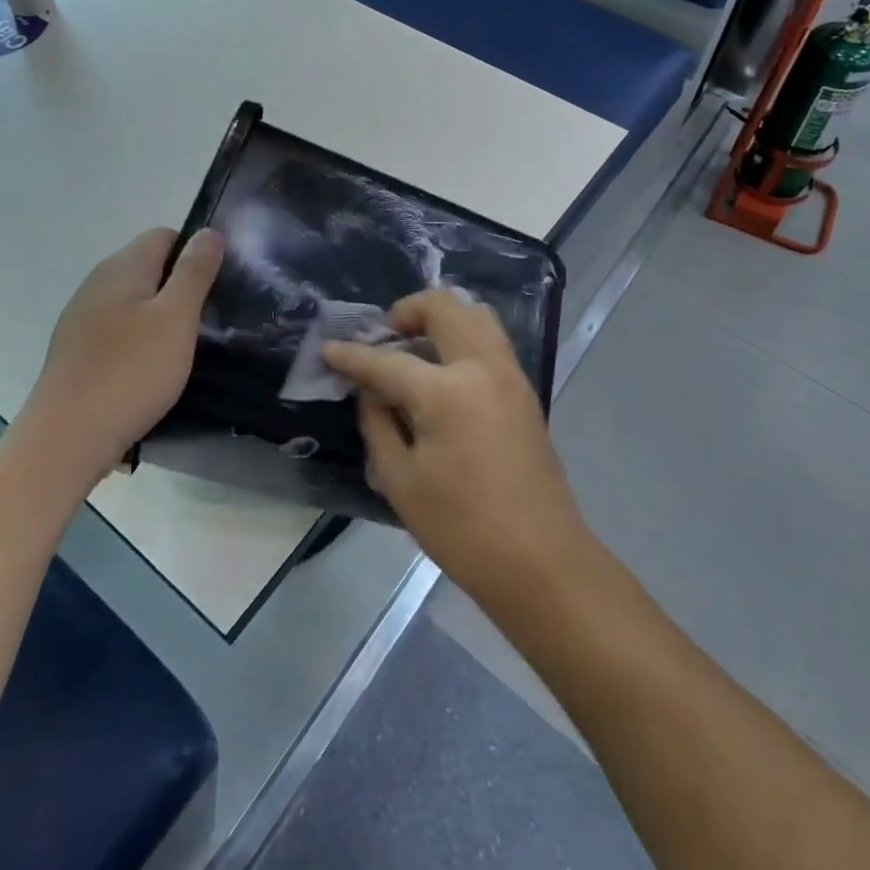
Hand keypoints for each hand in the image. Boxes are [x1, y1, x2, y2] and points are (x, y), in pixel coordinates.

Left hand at [16, 228, 221, 489]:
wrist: (66, 439)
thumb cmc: (130, 372)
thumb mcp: (176, 318)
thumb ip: (194, 272)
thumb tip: (208, 231)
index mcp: (122, 268)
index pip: (164, 236)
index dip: (196, 251)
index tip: (221, 281)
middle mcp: (97, 284)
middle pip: (149, 268)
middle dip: (182, 285)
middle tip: (213, 316)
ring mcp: (83, 319)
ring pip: (134, 302)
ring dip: (163, 316)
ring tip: (189, 345)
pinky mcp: (78, 352)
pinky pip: (120, 331)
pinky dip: (142, 340)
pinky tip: (155, 369)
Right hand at [322, 290, 590, 606]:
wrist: (541, 562)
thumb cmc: (462, 530)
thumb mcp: (401, 482)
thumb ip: (378, 424)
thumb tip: (370, 391)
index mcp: (447, 393)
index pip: (388, 361)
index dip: (352, 356)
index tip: (328, 349)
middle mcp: (483, 368)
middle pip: (444, 307)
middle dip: (406, 311)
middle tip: (384, 338)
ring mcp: (510, 375)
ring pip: (476, 314)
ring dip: (440, 319)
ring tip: (414, 349)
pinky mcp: (525, 390)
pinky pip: (491, 339)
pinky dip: (462, 337)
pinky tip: (442, 372)